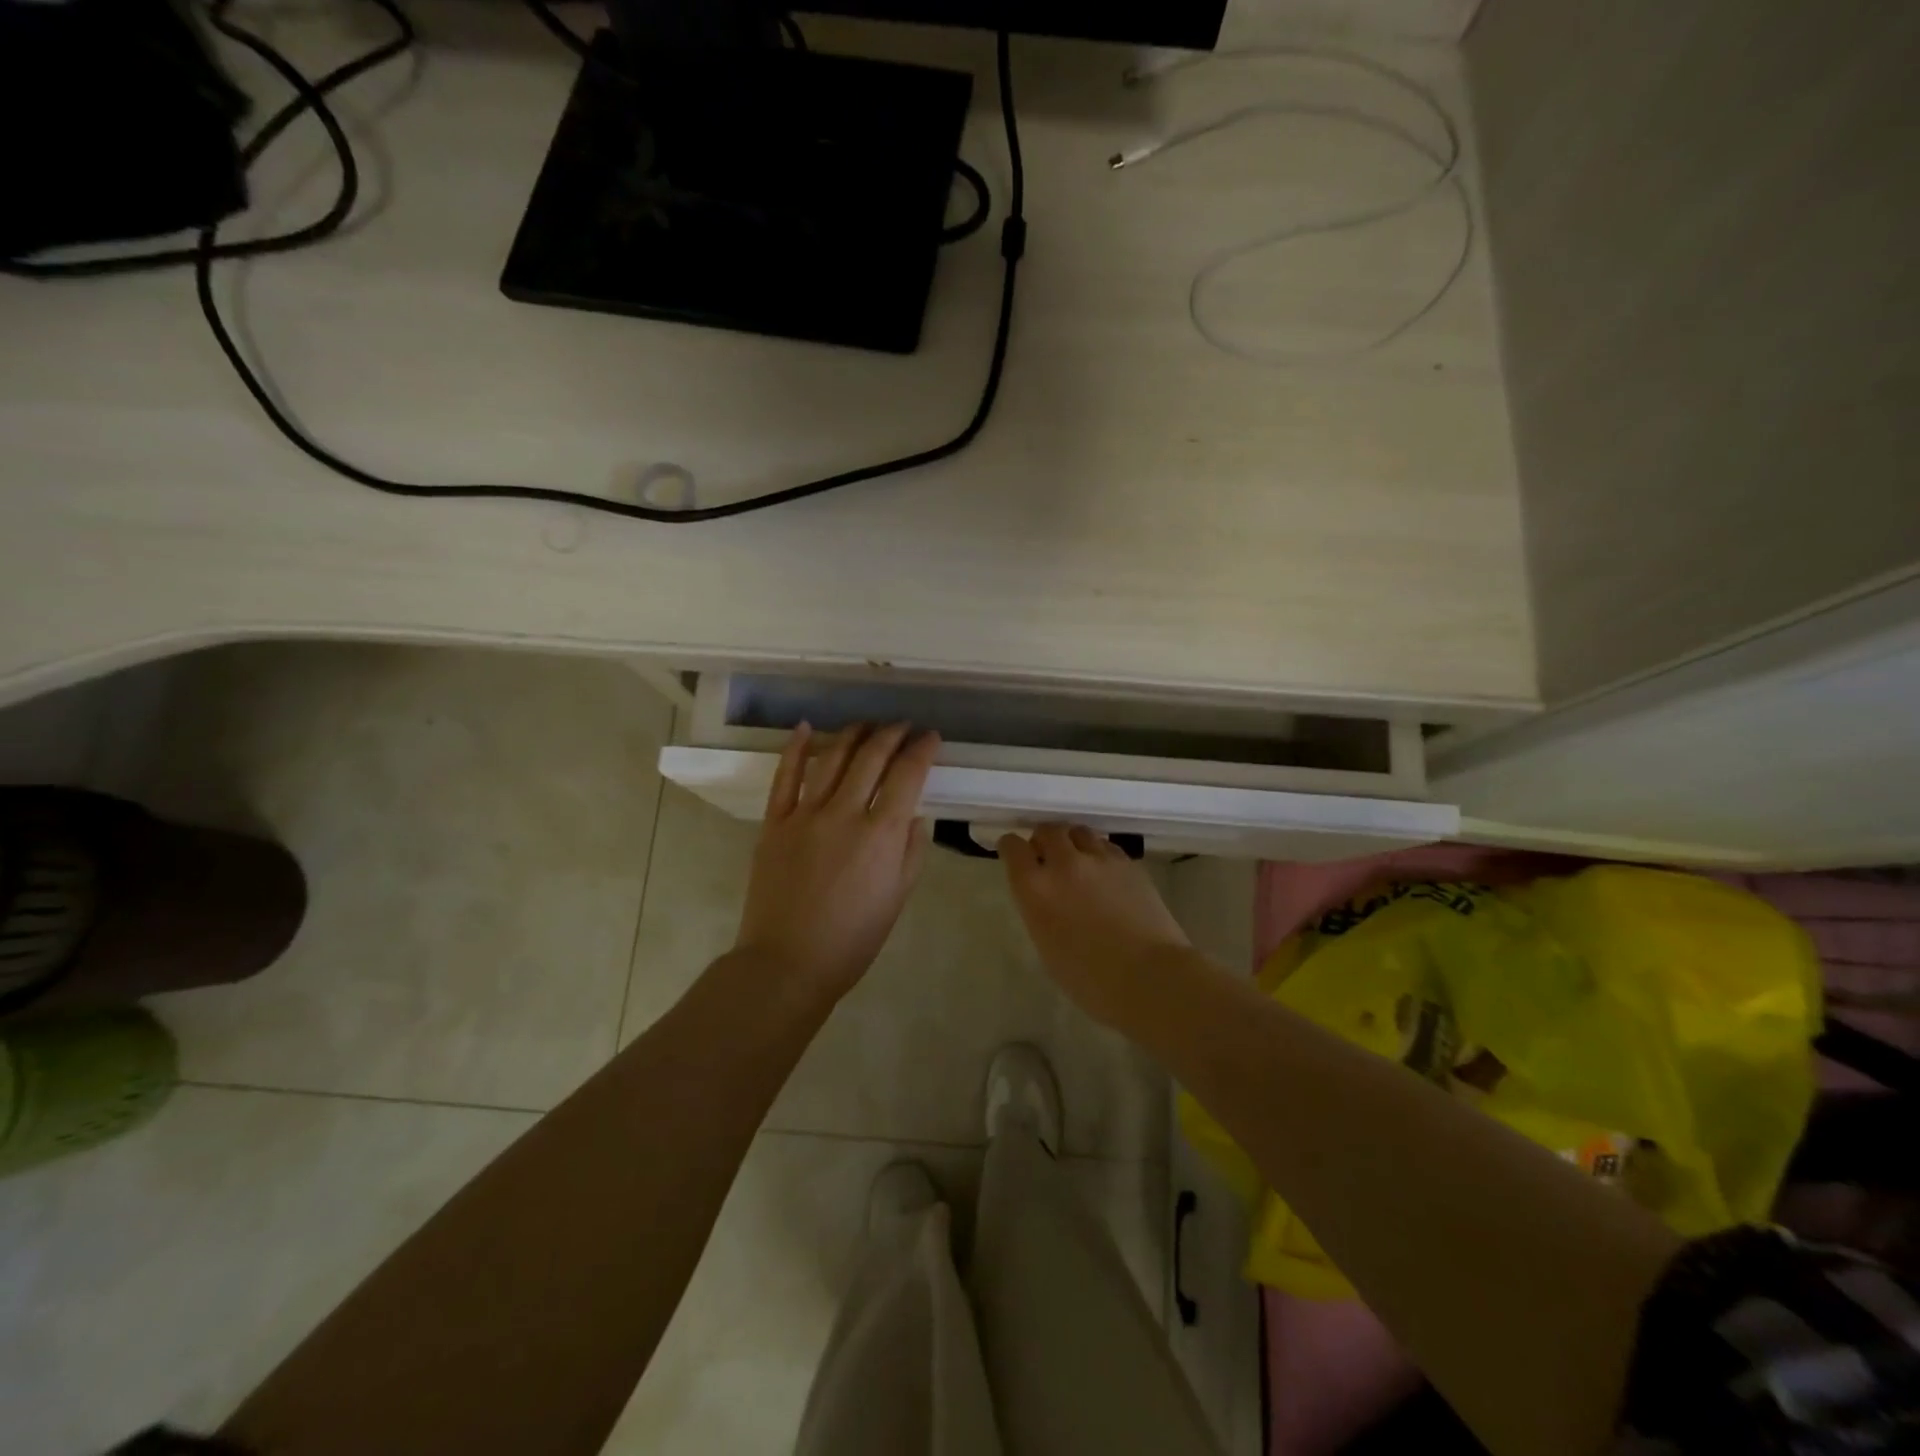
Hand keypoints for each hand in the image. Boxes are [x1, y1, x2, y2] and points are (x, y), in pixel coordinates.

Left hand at [733, 722, 940, 1000]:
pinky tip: (807, 728)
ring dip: (853, 734)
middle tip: (903, 726)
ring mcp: (805, 814)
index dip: (922, 750)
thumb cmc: (853, 939)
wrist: (788, 963)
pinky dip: (796, 749)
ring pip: (833, 758)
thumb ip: (912, 851)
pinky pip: (785, 776)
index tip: (931, 738)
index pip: (907, 775)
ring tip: (867, 724)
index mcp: (881, 834)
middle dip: (892, 734)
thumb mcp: (898, 898)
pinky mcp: (775, 822)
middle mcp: (845, 813)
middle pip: (872, 758)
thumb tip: (915, 815)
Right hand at [999, 824, 1192, 1026]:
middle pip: (1047, 830)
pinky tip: (1105, 873)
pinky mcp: (1128, 862)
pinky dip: (1099, 853)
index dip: (1011, 847)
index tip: (1014, 855)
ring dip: (1072, 842)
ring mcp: (1099, 859)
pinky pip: (1106, 846)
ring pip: (1079, 831)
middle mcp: (1064, 864)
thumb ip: (1039, 910)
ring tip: (1078, 861)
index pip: (1013, 847)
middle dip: (1043, 840)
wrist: (1149, 977)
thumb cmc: (1090, 979)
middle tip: (1048, 857)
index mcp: (1035, 888)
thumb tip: (1045, 896)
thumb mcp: (1046, 946)